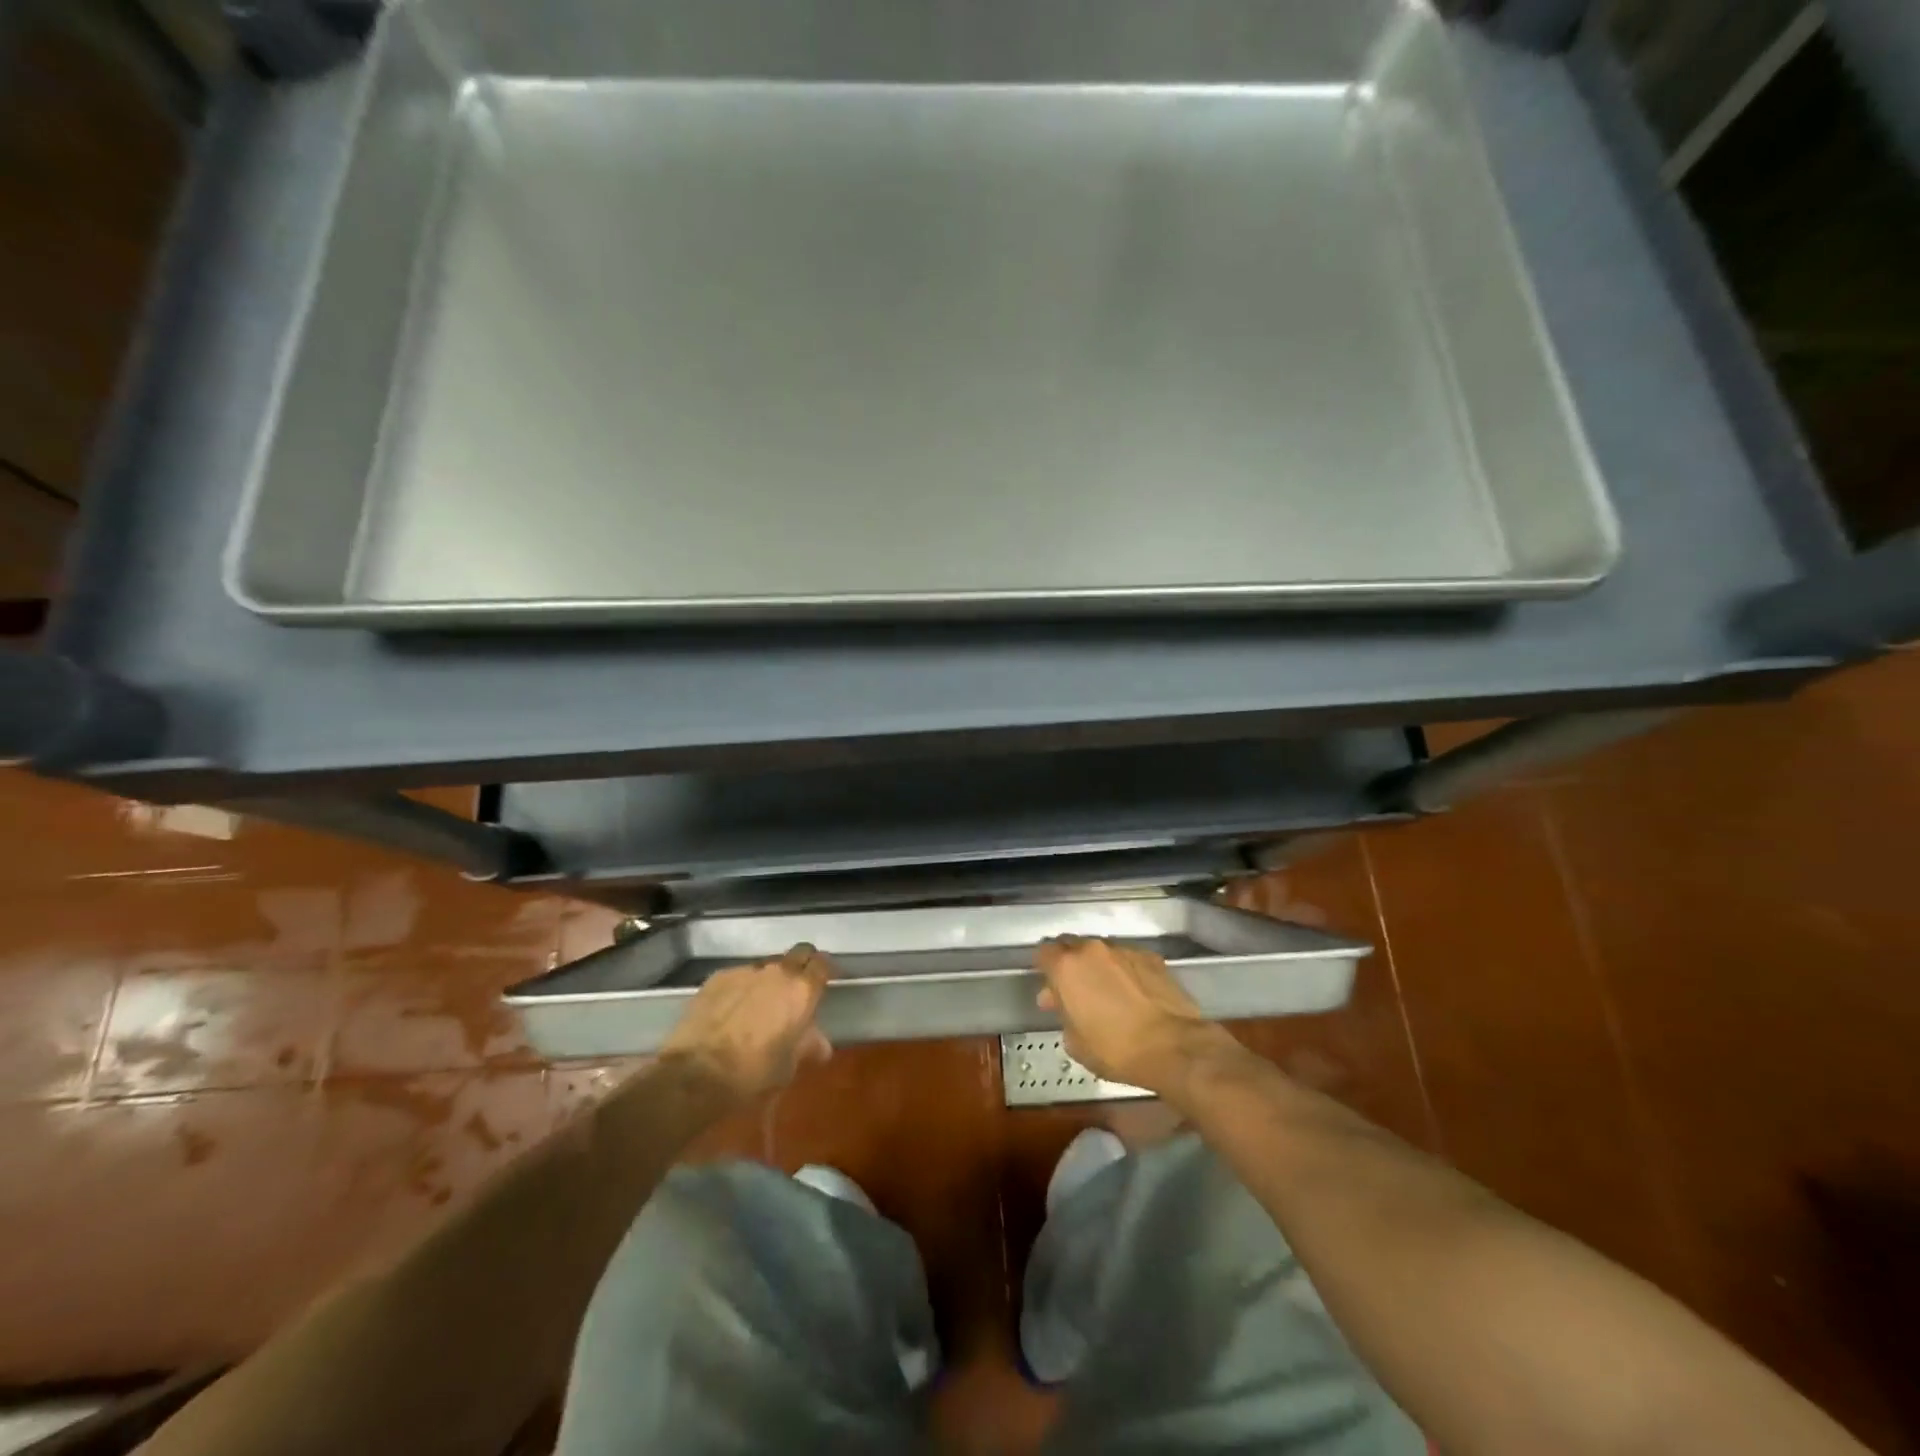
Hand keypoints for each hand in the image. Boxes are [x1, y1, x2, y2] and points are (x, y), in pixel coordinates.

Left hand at [662, 943, 834, 1101]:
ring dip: (768, 981)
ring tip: (758, 1006)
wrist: (696, 1073)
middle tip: (796, 990)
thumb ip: (807, 1045)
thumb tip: (820, 1043)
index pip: (822, 963)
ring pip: (765, 968)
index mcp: (802, 991)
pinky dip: (740, 989)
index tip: (825, 980)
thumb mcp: (789, 1066)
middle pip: (797, 954)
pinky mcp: (717, 977)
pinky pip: (738, 977)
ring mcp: (745, 971)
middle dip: (800, 966)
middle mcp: (777, 972)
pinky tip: (731, 1011)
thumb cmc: (753, 1072)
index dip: (825, 970)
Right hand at [1035, 936, 1240, 1096]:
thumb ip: (1064, 1017)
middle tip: (1075, 990)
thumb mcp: (1075, 1044)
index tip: (1049, 986)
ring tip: (1108, 993)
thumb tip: (1067, 1008)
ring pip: (1102, 952)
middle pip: (1073, 946)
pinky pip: (1129, 959)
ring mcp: (1125, 951)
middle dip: (1070, 964)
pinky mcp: (1152, 957)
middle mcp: (1093, 950)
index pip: (1044, 952)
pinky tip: (1134, 994)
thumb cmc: (1115, 1049)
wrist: (1172, 1047)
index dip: (1044, 968)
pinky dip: (1126, 971)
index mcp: (1066, 967)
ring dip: (1099, 967)